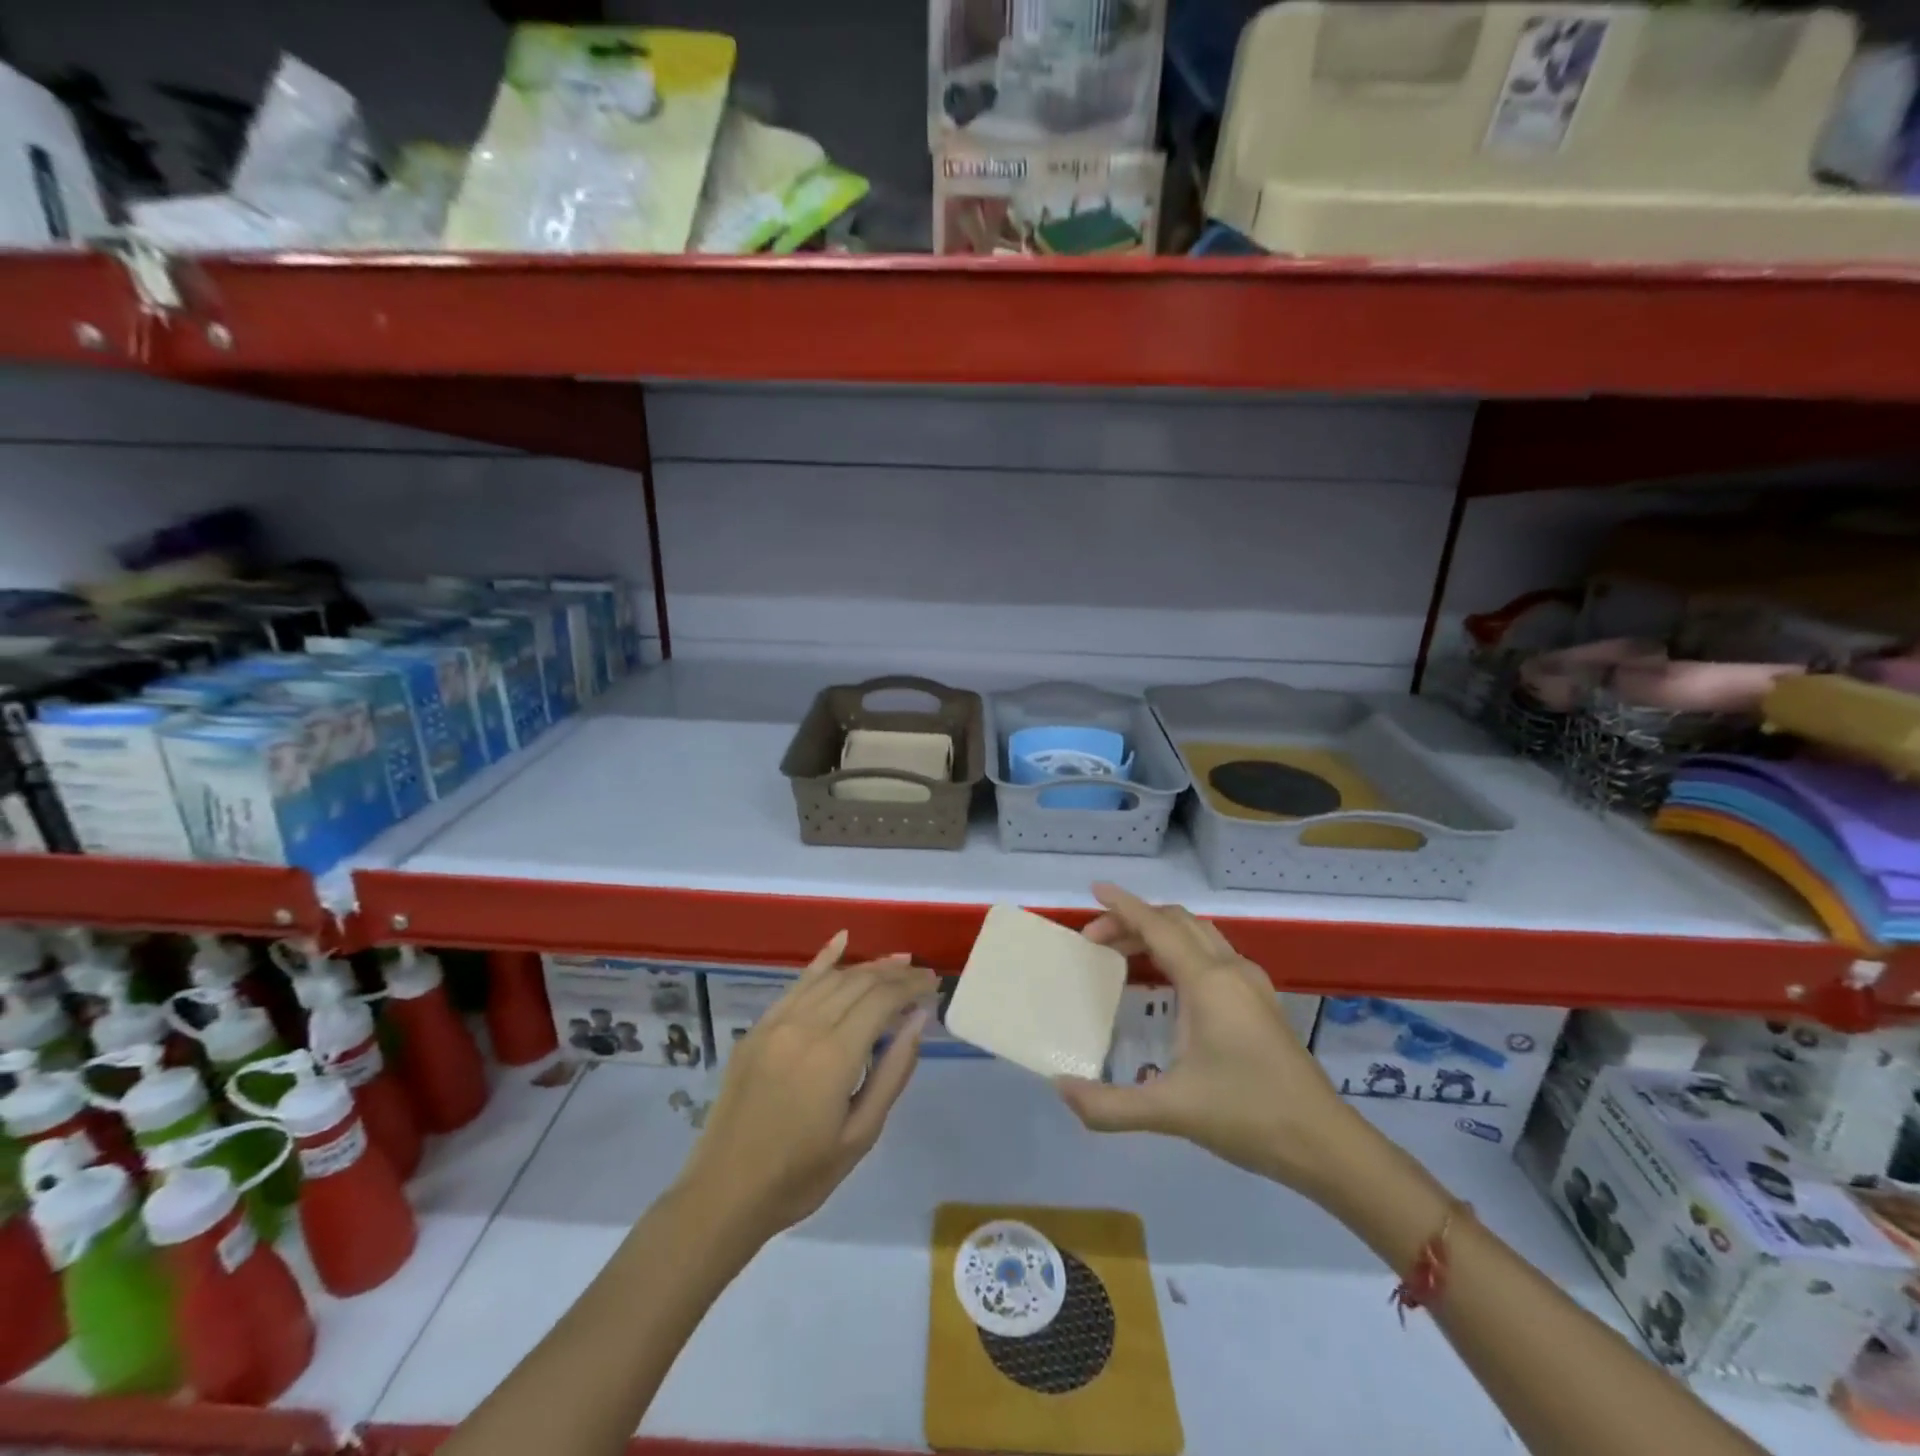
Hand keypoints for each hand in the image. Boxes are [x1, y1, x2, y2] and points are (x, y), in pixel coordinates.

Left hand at [677, 932, 935, 1242]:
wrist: (725, 1194)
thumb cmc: (801, 1175)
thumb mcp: (860, 1135)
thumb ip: (892, 1072)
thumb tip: (917, 1019)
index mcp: (833, 1056)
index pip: (881, 1000)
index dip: (911, 986)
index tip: (934, 985)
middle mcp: (805, 1027)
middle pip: (859, 982)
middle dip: (895, 974)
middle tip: (922, 975)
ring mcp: (776, 1023)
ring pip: (831, 978)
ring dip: (867, 966)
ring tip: (897, 962)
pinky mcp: (758, 1028)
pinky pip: (796, 983)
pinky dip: (822, 960)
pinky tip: (842, 940)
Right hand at [1055, 884, 1361, 1199]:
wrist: (1325, 1144)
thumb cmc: (1247, 1116)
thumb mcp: (1171, 1111)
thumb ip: (1109, 1104)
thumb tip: (1060, 1088)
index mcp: (1208, 982)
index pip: (1157, 927)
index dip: (1124, 906)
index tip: (1095, 890)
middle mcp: (1230, 970)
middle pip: (1177, 922)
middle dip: (1134, 920)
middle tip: (1096, 939)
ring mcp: (1251, 983)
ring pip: (1198, 934)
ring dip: (1159, 932)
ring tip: (1124, 953)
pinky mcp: (1261, 1000)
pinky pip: (1212, 952)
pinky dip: (1180, 948)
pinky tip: (1168, 981)